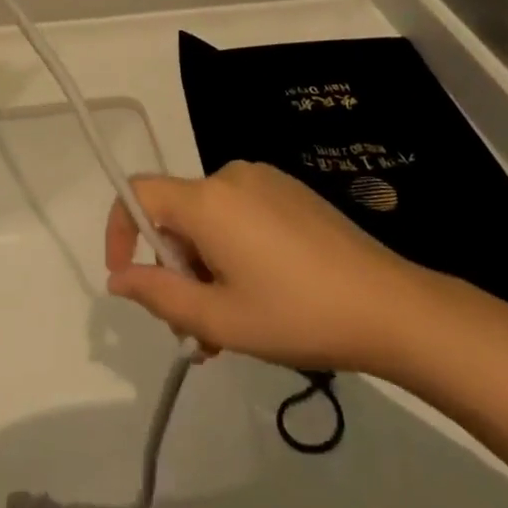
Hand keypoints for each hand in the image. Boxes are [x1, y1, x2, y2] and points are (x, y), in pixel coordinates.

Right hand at [104, 161, 439, 376]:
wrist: (390, 306)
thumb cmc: (296, 314)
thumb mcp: (219, 319)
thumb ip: (159, 295)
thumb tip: (118, 278)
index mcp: (207, 200)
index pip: (138, 193)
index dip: (120, 231)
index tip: (129, 278)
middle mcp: (230, 176)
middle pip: (178, 216)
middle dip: (177, 270)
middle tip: (198, 331)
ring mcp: (265, 180)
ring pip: (210, 220)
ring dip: (207, 268)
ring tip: (234, 324)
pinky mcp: (291, 192)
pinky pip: (241, 214)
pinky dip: (234, 249)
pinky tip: (264, 292)